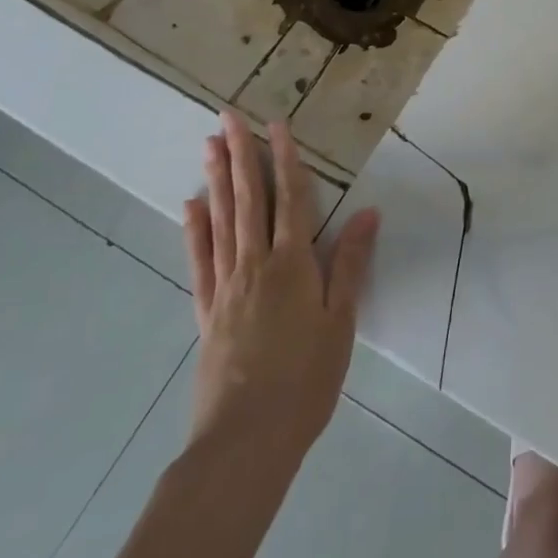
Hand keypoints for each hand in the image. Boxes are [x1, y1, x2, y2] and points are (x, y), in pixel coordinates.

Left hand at [182, 113, 379, 457]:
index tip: (276, 125)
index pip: (291, 198)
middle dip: (240, 156)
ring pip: (221, 221)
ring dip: (216, 181)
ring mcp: (226, 287)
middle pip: (248, 200)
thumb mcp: (340, 321)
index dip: (285, 159)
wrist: (247, 440)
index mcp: (293, 264)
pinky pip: (199, 261)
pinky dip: (194, 230)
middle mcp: (256, 264)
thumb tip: (366, 211)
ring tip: (208, 145)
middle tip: (227, 117)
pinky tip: (190, 206)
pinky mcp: (207, 312)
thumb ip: (350, 263)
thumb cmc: (306, 379)